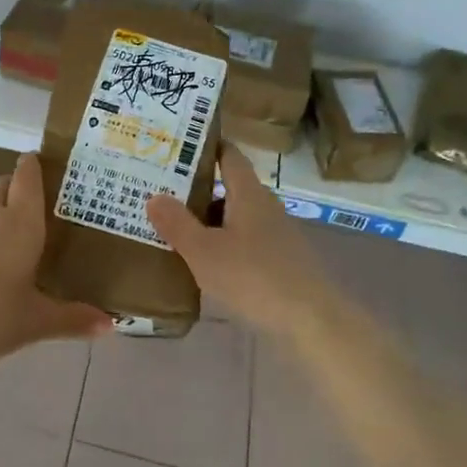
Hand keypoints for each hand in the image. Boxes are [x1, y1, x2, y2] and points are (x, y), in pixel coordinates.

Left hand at [0, 152, 110, 367]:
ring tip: (24, 238)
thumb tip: (111, 324)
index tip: (50, 161)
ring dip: (2, 213)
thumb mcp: (35, 322)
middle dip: (20, 185)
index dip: (35, 164)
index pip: (27, 177)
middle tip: (45, 204)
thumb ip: (73, 319)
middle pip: (4, 185)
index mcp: (20, 224)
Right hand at [146, 144, 344, 334]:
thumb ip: (177, 223)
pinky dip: (223, 244)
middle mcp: (265, 207)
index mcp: (248, 194)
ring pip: (235, 217)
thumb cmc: (254, 277)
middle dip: (197, 189)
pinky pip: (245, 242)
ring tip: (173, 227)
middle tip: (160, 191)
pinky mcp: (282, 261)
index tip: (177, 145)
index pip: (229, 156)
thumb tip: (154, 195)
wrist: (312, 321)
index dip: (206, 147)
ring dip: (208, 220)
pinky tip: (204, 262)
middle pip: (229, 187)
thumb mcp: (204, 251)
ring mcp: (277, 235)